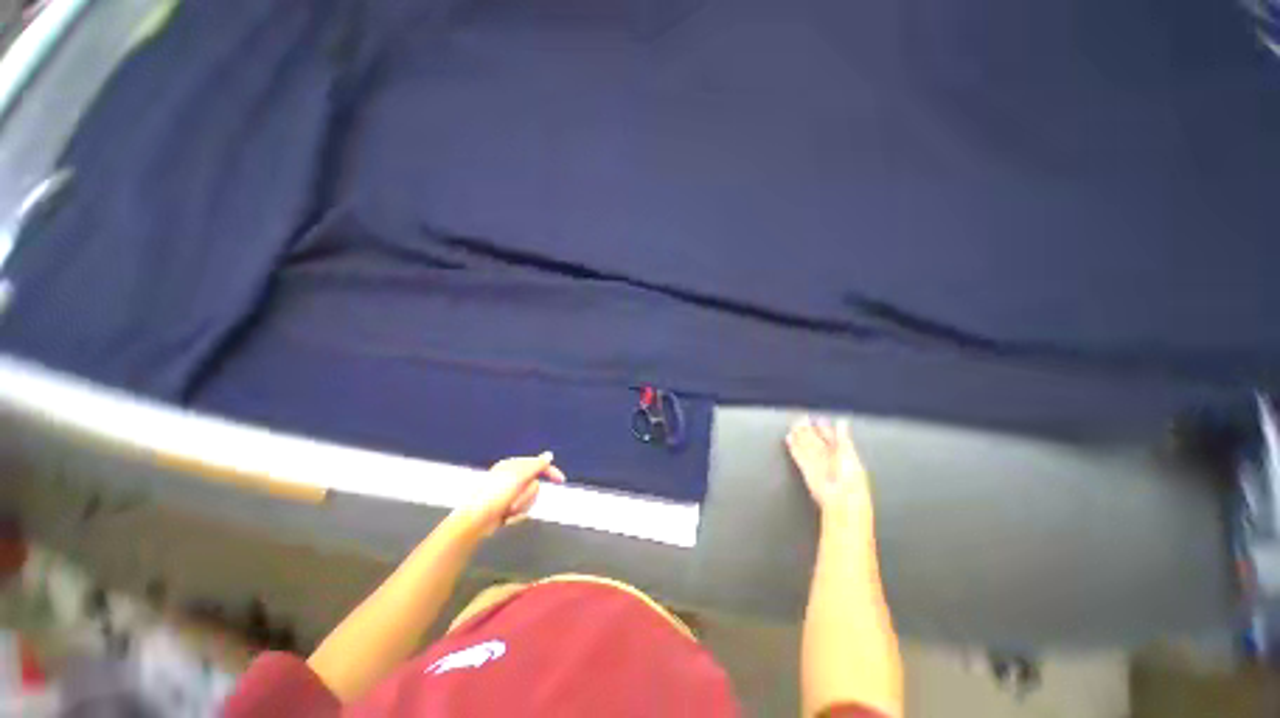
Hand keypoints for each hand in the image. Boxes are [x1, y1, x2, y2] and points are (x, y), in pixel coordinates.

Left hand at [457, 452, 565, 538]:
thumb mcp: (518, 477)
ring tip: (508, 511)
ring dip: (521, 507)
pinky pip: (522, 511)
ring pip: (530, 499)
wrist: (474, 522)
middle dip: (527, 497)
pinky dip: (516, 516)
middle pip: (535, 486)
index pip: (538, 465)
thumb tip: (549, 455)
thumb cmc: (494, 496)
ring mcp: (509, 494)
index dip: (550, 471)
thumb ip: (536, 465)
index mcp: (513, 466)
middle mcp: (511, 478)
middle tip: (515, 503)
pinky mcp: (507, 509)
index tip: (561, 481)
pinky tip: (506, 518)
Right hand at [786, 417, 873, 525]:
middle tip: (801, 419)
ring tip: (793, 426)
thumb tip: (842, 422)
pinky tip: (789, 439)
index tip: (818, 419)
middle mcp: (828, 458)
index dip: (824, 428)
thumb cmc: (851, 480)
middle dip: (808, 430)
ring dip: (798, 437)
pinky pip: (798, 456)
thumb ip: (843, 437)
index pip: (831, 437)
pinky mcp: (806, 470)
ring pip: (805, 447)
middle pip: (816, 441)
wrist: (842, 500)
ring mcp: (816, 464)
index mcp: (842, 453)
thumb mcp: (849, 453)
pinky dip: (793, 447)